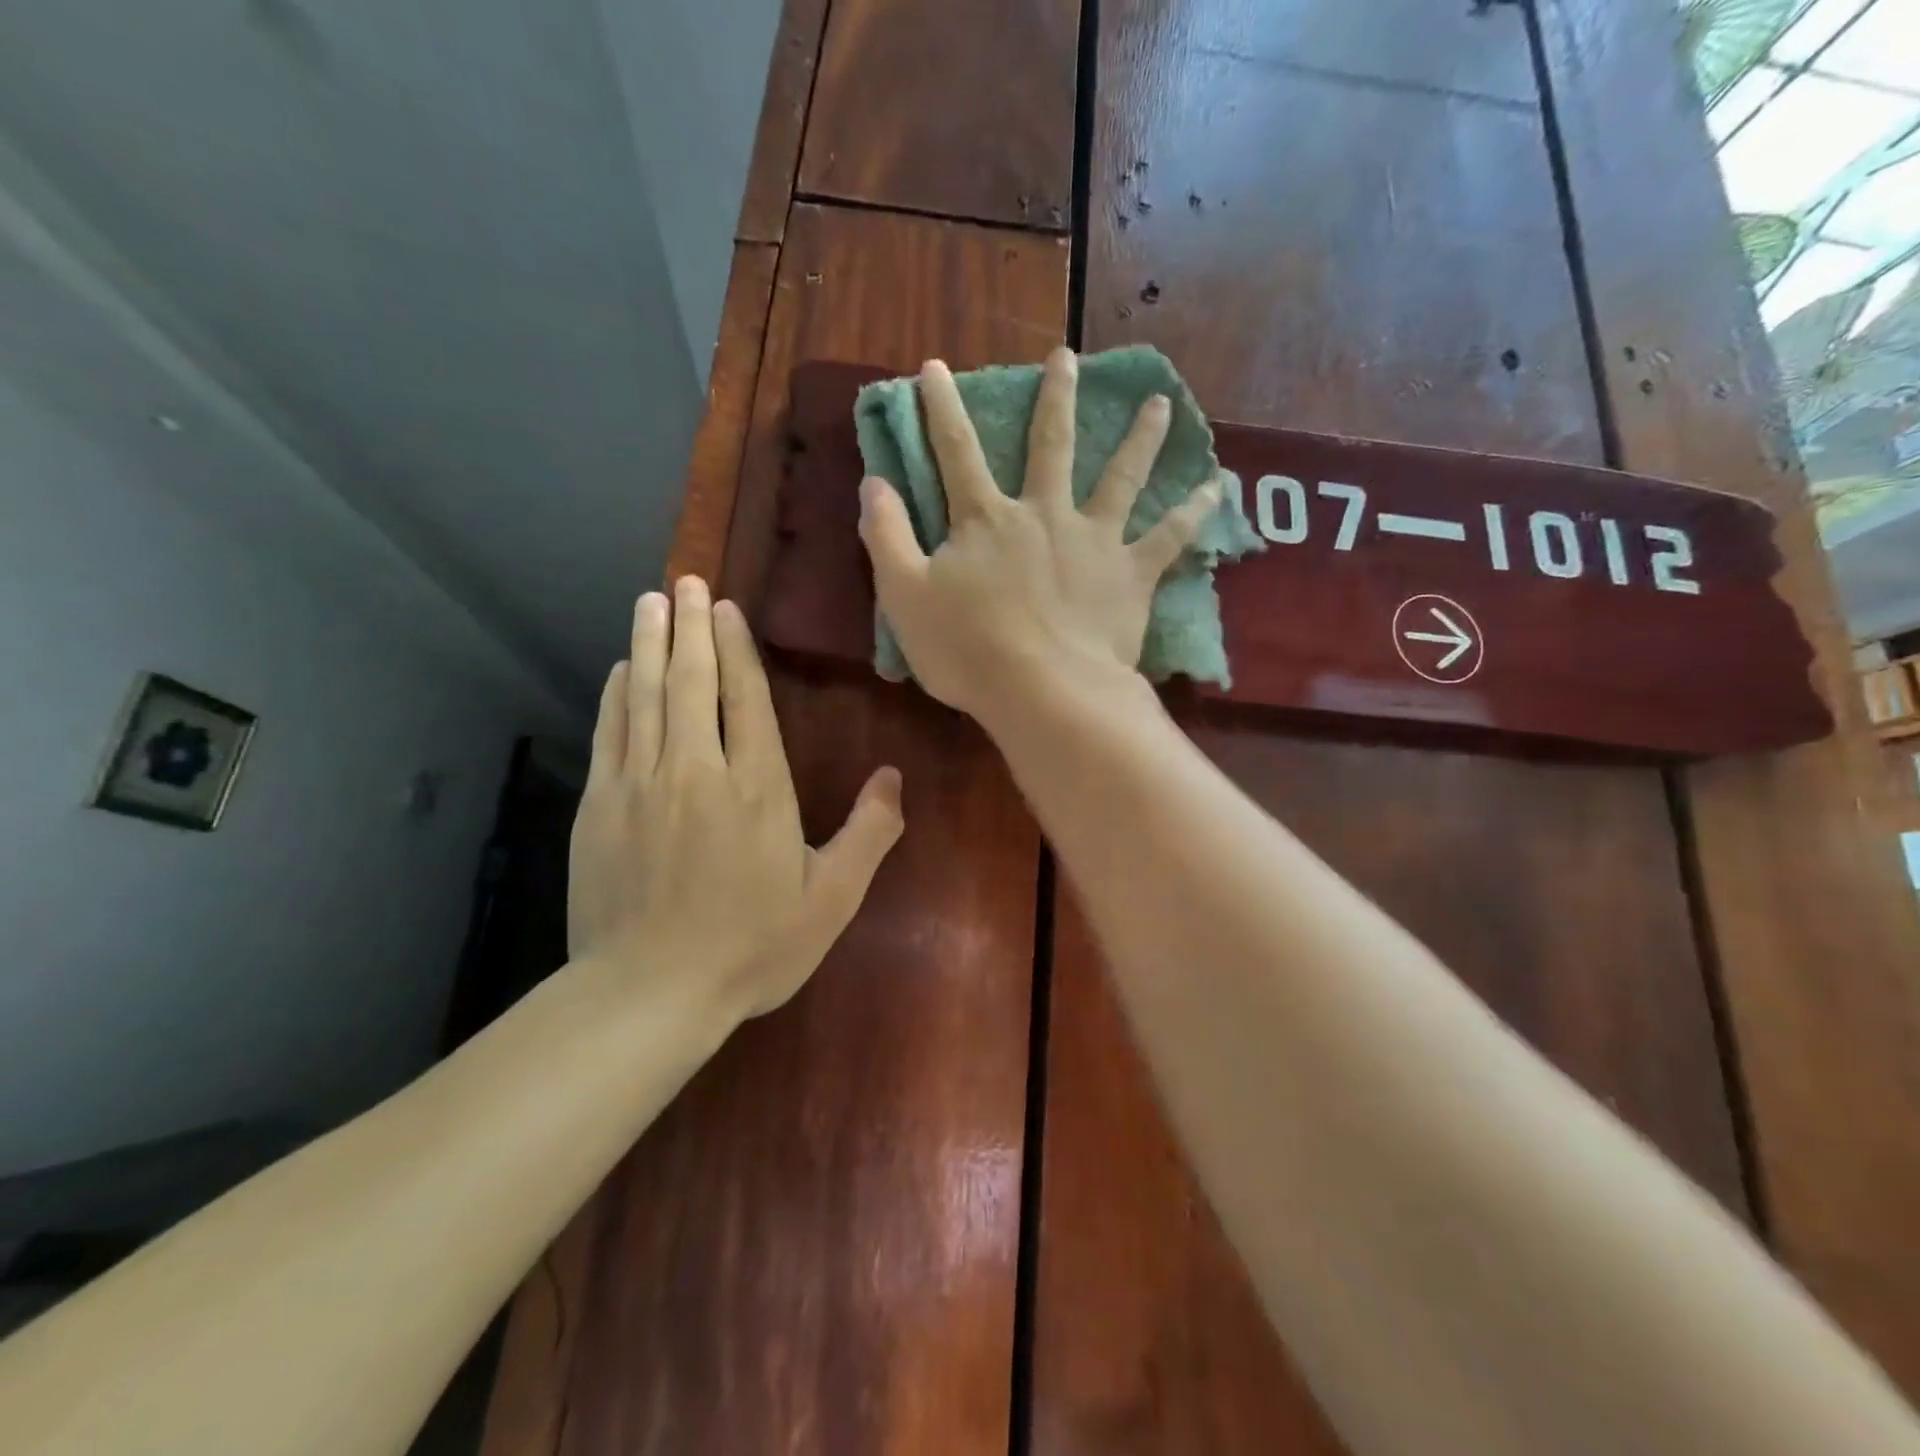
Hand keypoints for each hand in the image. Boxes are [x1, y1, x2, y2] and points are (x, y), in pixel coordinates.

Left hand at [568, 577, 904, 1021]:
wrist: (649, 993)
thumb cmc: (751, 947)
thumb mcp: (831, 899)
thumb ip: (868, 834)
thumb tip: (894, 777)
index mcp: (758, 787)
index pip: (746, 698)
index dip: (736, 648)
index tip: (725, 608)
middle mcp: (698, 770)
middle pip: (692, 682)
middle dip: (690, 628)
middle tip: (685, 583)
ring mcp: (641, 784)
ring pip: (647, 696)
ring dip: (650, 645)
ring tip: (651, 603)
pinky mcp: (599, 807)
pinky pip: (610, 733)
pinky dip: (616, 694)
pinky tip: (621, 670)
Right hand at [857, 348, 1218, 728]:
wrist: (1043, 692)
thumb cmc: (968, 650)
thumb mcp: (904, 597)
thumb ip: (887, 537)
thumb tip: (873, 482)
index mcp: (986, 521)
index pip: (955, 452)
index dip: (941, 408)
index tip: (936, 366)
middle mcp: (1043, 515)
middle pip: (1050, 445)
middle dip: (1054, 398)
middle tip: (1067, 357)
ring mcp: (1093, 541)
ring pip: (1120, 477)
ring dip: (1139, 438)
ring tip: (1160, 404)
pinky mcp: (1130, 575)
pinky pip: (1170, 537)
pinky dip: (1195, 510)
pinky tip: (1219, 485)